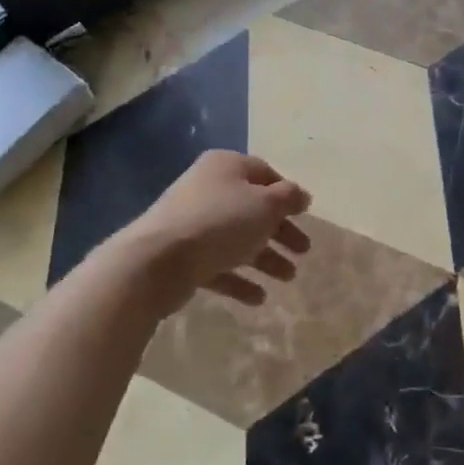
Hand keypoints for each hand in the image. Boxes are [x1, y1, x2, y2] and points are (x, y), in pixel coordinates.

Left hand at [118, 151, 312, 304]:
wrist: (158, 261)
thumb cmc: (220, 222)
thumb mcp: (266, 205)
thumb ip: (288, 198)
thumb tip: (301, 195)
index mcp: (226, 166)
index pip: (264, 173)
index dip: (287, 193)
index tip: (305, 215)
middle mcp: (208, 189)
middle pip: (253, 209)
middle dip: (280, 231)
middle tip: (303, 251)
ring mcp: (192, 223)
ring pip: (238, 239)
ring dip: (265, 258)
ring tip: (288, 278)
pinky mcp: (182, 256)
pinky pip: (218, 265)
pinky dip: (239, 279)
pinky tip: (258, 297)